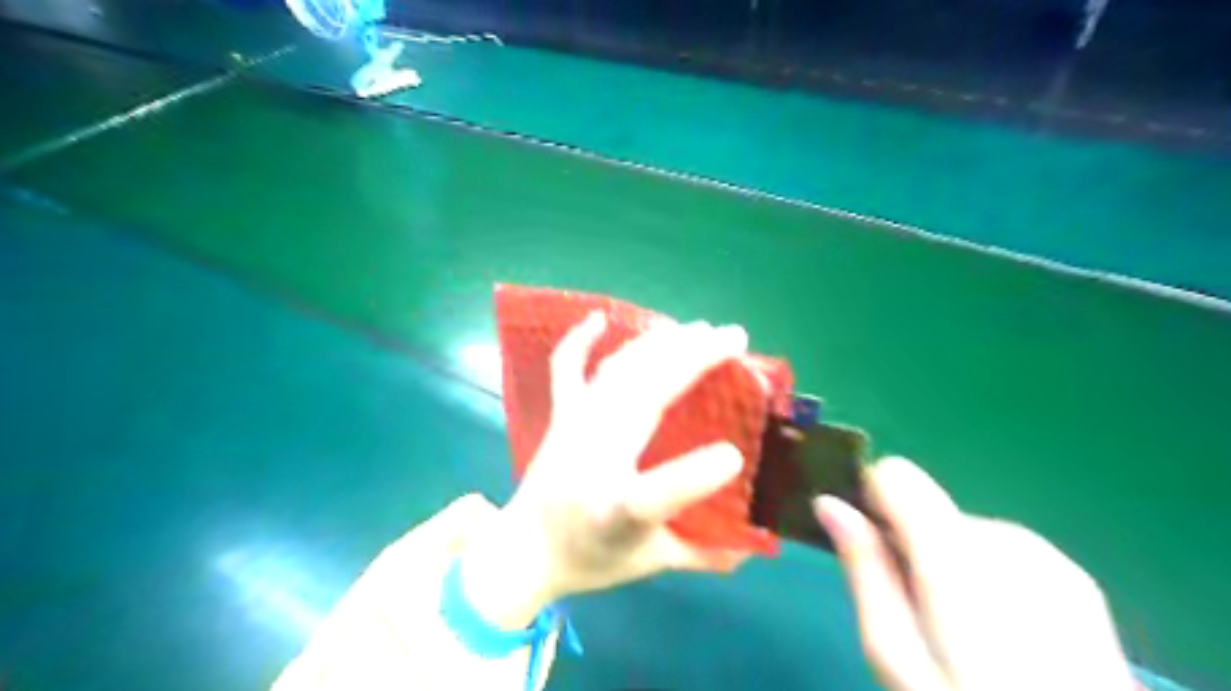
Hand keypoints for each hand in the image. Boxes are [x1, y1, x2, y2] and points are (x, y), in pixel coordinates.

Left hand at [459, 315, 750, 628]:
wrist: (523, 551)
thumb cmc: (590, 558)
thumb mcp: (651, 563)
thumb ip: (704, 554)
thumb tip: (754, 546)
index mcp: (617, 512)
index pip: (656, 495)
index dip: (695, 476)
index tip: (736, 455)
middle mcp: (592, 461)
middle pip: (641, 401)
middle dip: (690, 361)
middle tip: (733, 337)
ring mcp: (573, 430)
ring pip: (618, 374)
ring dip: (659, 345)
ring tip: (699, 329)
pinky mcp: (561, 416)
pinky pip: (565, 369)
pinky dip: (578, 341)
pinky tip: (600, 318)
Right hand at [815, 459, 1137, 690]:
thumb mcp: (895, 654)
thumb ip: (864, 569)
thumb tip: (829, 504)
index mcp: (955, 553)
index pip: (895, 475)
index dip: (872, 503)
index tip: (868, 548)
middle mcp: (1004, 537)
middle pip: (928, 508)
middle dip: (909, 546)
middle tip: (916, 614)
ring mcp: (1048, 557)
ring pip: (961, 529)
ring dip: (947, 564)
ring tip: (962, 633)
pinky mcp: (1075, 579)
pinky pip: (1000, 551)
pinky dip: (985, 577)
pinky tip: (1003, 635)